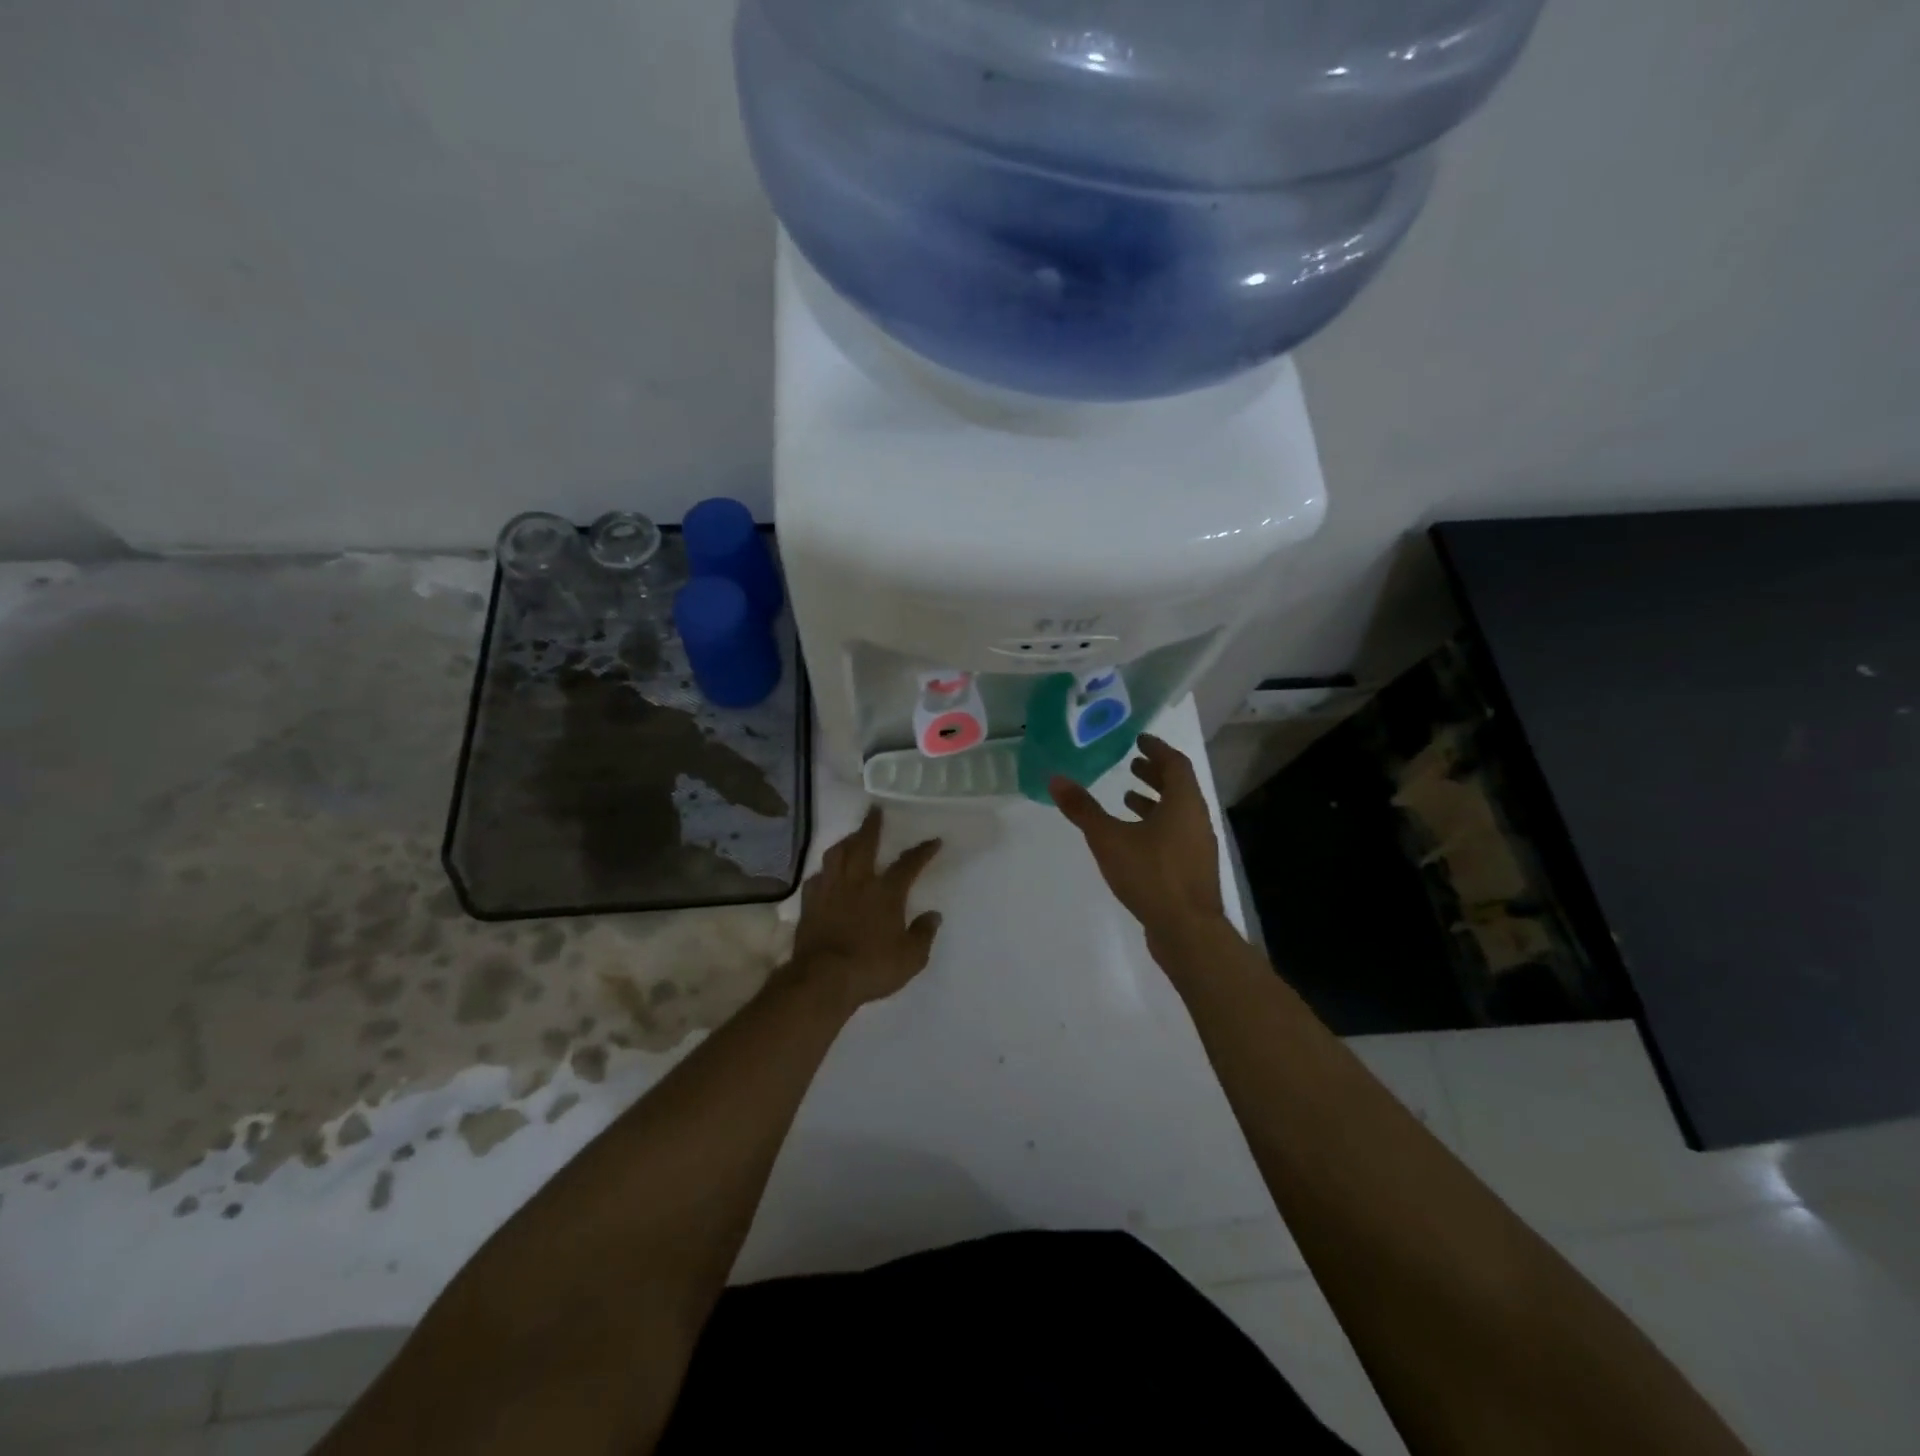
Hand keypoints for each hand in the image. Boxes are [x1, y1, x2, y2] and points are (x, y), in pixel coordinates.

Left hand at [789, 808, 943, 1011]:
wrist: (823, 979)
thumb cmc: (872, 967)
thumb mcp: (911, 958)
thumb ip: (923, 934)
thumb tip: (933, 915)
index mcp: (886, 893)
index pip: (908, 864)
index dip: (922, 851)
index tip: (933, 840)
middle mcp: (858, 882)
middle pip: (864, 844)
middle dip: (872, 825)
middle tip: (875, 809)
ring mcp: (830, 890)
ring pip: (836, 855)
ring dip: (845, 842)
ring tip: (851, 838)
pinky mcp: (809, 904)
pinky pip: (815, 878)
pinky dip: (823, 872)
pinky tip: (825, 874)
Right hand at [1050, 734, 1225, 949]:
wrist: (1187, 930)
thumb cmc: (1151, 875)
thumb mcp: (1109, 839)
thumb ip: (1083, 809)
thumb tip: (1055, 779)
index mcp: (1184, 803)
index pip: (1176, 763)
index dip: (1158, 749)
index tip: (1139, 739)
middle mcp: (1196, 819)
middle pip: (1179, 787)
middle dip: (1155, 773)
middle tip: (1132, 764)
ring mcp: (1198, 846)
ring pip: (1178, 812)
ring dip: (1154, 801)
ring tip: (1126, 797)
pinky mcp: (1193, 869)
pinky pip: (1176, 834)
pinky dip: (1156, 825)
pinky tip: (1134, 839)